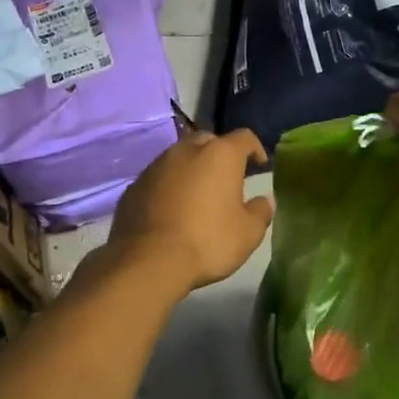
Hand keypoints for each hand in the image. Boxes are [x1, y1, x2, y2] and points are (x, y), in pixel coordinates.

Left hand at [111, 129, 273, 290]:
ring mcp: (156, 165)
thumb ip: (260, 212)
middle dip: (220, 155)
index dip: (255, 148)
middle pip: (209, 141)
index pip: (244, 137)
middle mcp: (187, 150)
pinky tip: (172, 209)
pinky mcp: (135, 185)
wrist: (148, 261)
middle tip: (227, 178)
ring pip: (180, 157)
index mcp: (220, 155)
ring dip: (192, 169)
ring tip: (198, 194)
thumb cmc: (207, 241)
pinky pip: (159, 178)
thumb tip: (263, 201)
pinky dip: (169, 186)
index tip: (260, 165)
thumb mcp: (248, 233)